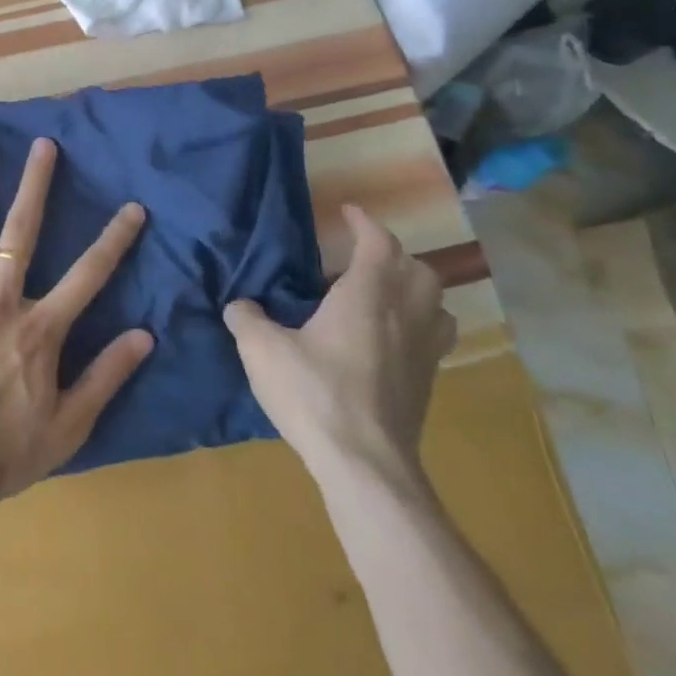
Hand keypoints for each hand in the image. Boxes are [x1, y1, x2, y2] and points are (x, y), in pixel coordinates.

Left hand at [0, 136, 152, 536]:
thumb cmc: (6, 452)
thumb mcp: (70, 425)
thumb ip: (107, 377)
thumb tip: (145, 335)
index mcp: (40, 328)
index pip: (89, 273)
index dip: (115, 238)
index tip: (133, 207)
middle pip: (21, 231)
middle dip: (36, 184)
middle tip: (43, 145)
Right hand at [224, 205, 454, 488]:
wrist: (365, 464)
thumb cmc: (314, 394)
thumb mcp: (262, 351)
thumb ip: (246, 319)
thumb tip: (239, 305)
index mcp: (367, 296)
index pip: (378, 242)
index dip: (364, 222)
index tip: (347, 212)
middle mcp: (405, 314)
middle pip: (417, 268)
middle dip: (392, 254)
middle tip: (360, 258)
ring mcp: (423, 350)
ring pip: (436, 302)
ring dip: (414, 288)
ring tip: (383, 295)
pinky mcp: (427, 382)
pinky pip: (436, 336)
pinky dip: (420, 323)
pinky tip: (391, 339)